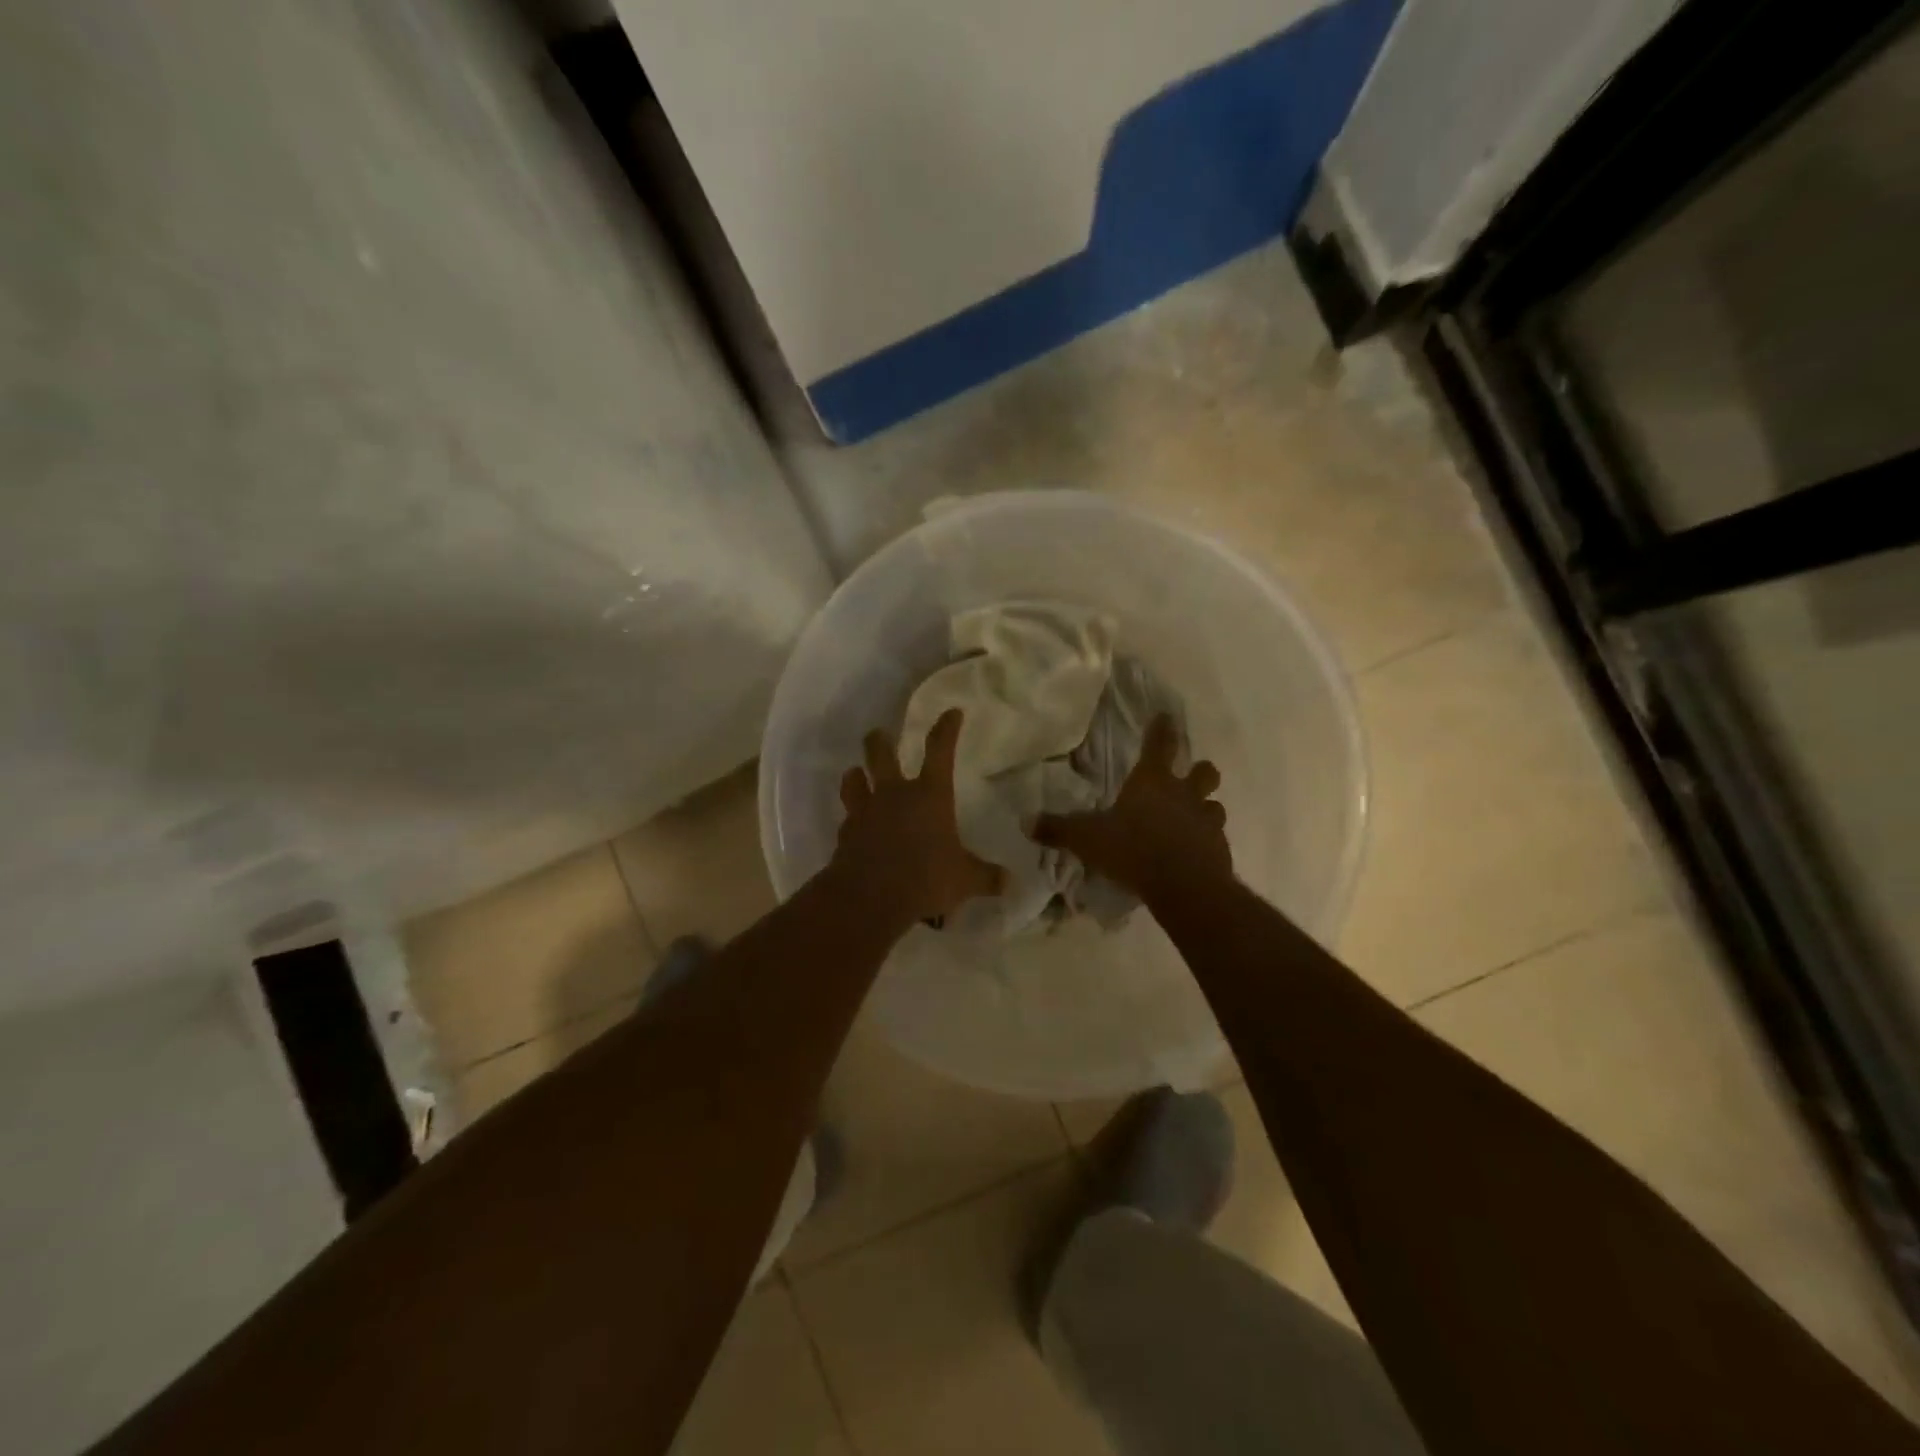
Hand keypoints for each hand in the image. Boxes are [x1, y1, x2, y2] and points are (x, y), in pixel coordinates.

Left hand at [834, 708, 1004, 927]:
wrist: (869, 897)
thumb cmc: (925, 878)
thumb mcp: (965, 880)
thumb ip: (986, 877)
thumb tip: (1010, 882)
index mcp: (929, 795)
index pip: (940, 750)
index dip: (946, 729)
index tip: (951, 713)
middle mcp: (894, 794)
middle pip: (881, 754)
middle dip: (880, 741)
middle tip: (879, 734)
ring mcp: (865, 812)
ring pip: (854, 780)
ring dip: (856, 775)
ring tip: (857, 774)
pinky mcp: (845, 834)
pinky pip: (847, 819)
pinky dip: (851, 820)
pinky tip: (854, 827)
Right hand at [1030, 714, 1230, 903]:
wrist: (1184, 886)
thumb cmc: (1133, 849)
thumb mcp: (1087, 839)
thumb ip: (1058, 829)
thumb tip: (1025, 821)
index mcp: (1152, 782)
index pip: (1160, 744)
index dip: (1162, 728)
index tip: (1166, 716)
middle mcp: (1184, 794)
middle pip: (1204, 771)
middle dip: (1199, 770)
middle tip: (1189, 777)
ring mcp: (1206, 821)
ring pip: (1215, 805)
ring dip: (1206, 808)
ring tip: (1193, 819)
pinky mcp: (1219, 849)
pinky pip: (1216, 838)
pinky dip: (1207, 841)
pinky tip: (1195, 853)